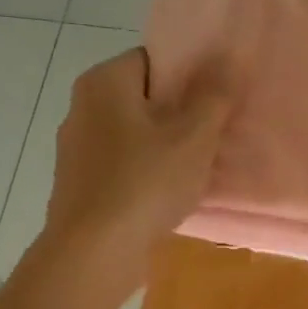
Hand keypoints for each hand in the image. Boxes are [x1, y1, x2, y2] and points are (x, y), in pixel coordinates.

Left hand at [35, 47, 236, 298]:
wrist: (94, 253)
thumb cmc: (145, 184)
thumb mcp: (193, 137)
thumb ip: (213, 96)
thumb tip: (229, 55)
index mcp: (104, 82)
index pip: (155, 60)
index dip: (191, 77)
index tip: (218, 102)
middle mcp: (83, 107)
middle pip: (145, 99)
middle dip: (182, 115)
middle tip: (218, 136)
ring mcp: (78, 149)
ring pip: (135, 136)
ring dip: (167, 149)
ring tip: (201, 168)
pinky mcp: (81, 185)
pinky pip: (125, 167)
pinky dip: (148, 175)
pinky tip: (172, 196)